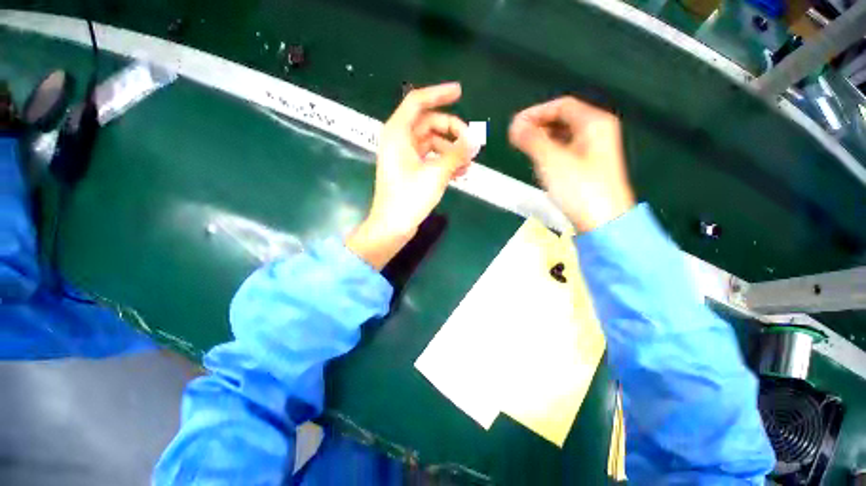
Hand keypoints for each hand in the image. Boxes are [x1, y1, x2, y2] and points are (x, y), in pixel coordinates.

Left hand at [347, 82, 470, 269]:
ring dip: (451, 150)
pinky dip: (444, 161)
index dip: (439, 94)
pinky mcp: (410, 170)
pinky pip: (430, 158)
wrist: (392, 226)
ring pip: (432, 143)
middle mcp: (399, 140)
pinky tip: (460, 173)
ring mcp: (404, 156)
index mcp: (398, 133)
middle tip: (472, 144)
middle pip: (429, 124)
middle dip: (452, 131)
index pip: (418, 102)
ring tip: (469, 164)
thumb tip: (475, 139)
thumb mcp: (436, 173)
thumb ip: (457, 154)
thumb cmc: (409, 198)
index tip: (460, 92)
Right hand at [509, 97, 634, 232]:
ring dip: (542, 137)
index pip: (561, 105)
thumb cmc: (580, 188)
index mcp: (594, 123)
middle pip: (563, 118)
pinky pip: (565, 149)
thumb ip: (531, 140)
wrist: (602, 220)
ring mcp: (594, 149)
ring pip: (563, 135)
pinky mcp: (588, 166)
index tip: (515, 125)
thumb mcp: (552, 160)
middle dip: (538, 124)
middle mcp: (597, 131)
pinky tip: (539, 158)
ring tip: (523, 147)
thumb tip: (514, 126)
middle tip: (517, 136)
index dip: (535, 112)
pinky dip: (549, 149)